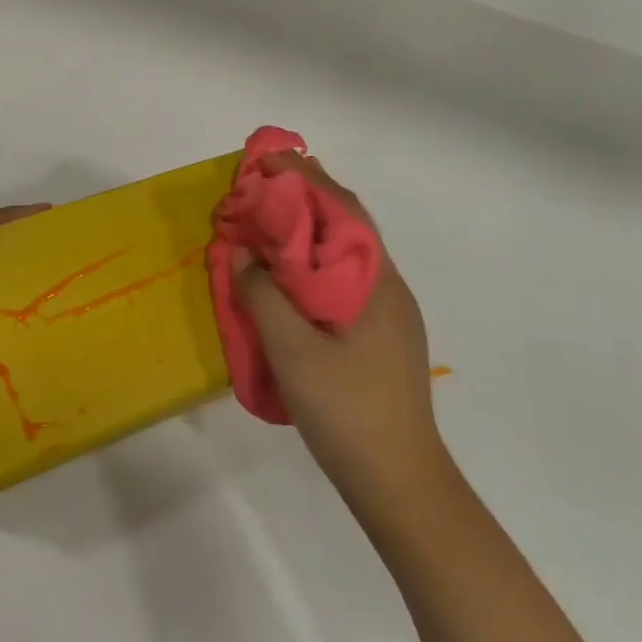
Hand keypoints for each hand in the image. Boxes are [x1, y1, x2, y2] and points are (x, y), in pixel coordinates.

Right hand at [230, 154, 446, 497]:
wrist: (399, 482)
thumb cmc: (348, 412)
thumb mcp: (294, 352)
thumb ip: (264, 296)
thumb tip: (242, 251)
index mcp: (376, 282)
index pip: (343, 209)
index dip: (305, 178)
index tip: (268, 159)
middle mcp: (387, 287)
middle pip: (347, 225)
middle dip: (305, 197)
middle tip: (259, 185)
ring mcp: (386, 313)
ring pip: (343, 253)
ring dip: (307, 229)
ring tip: (265, 220)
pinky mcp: (377, 335)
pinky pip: (340, 279)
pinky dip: (310, 262)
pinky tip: (284, 276)